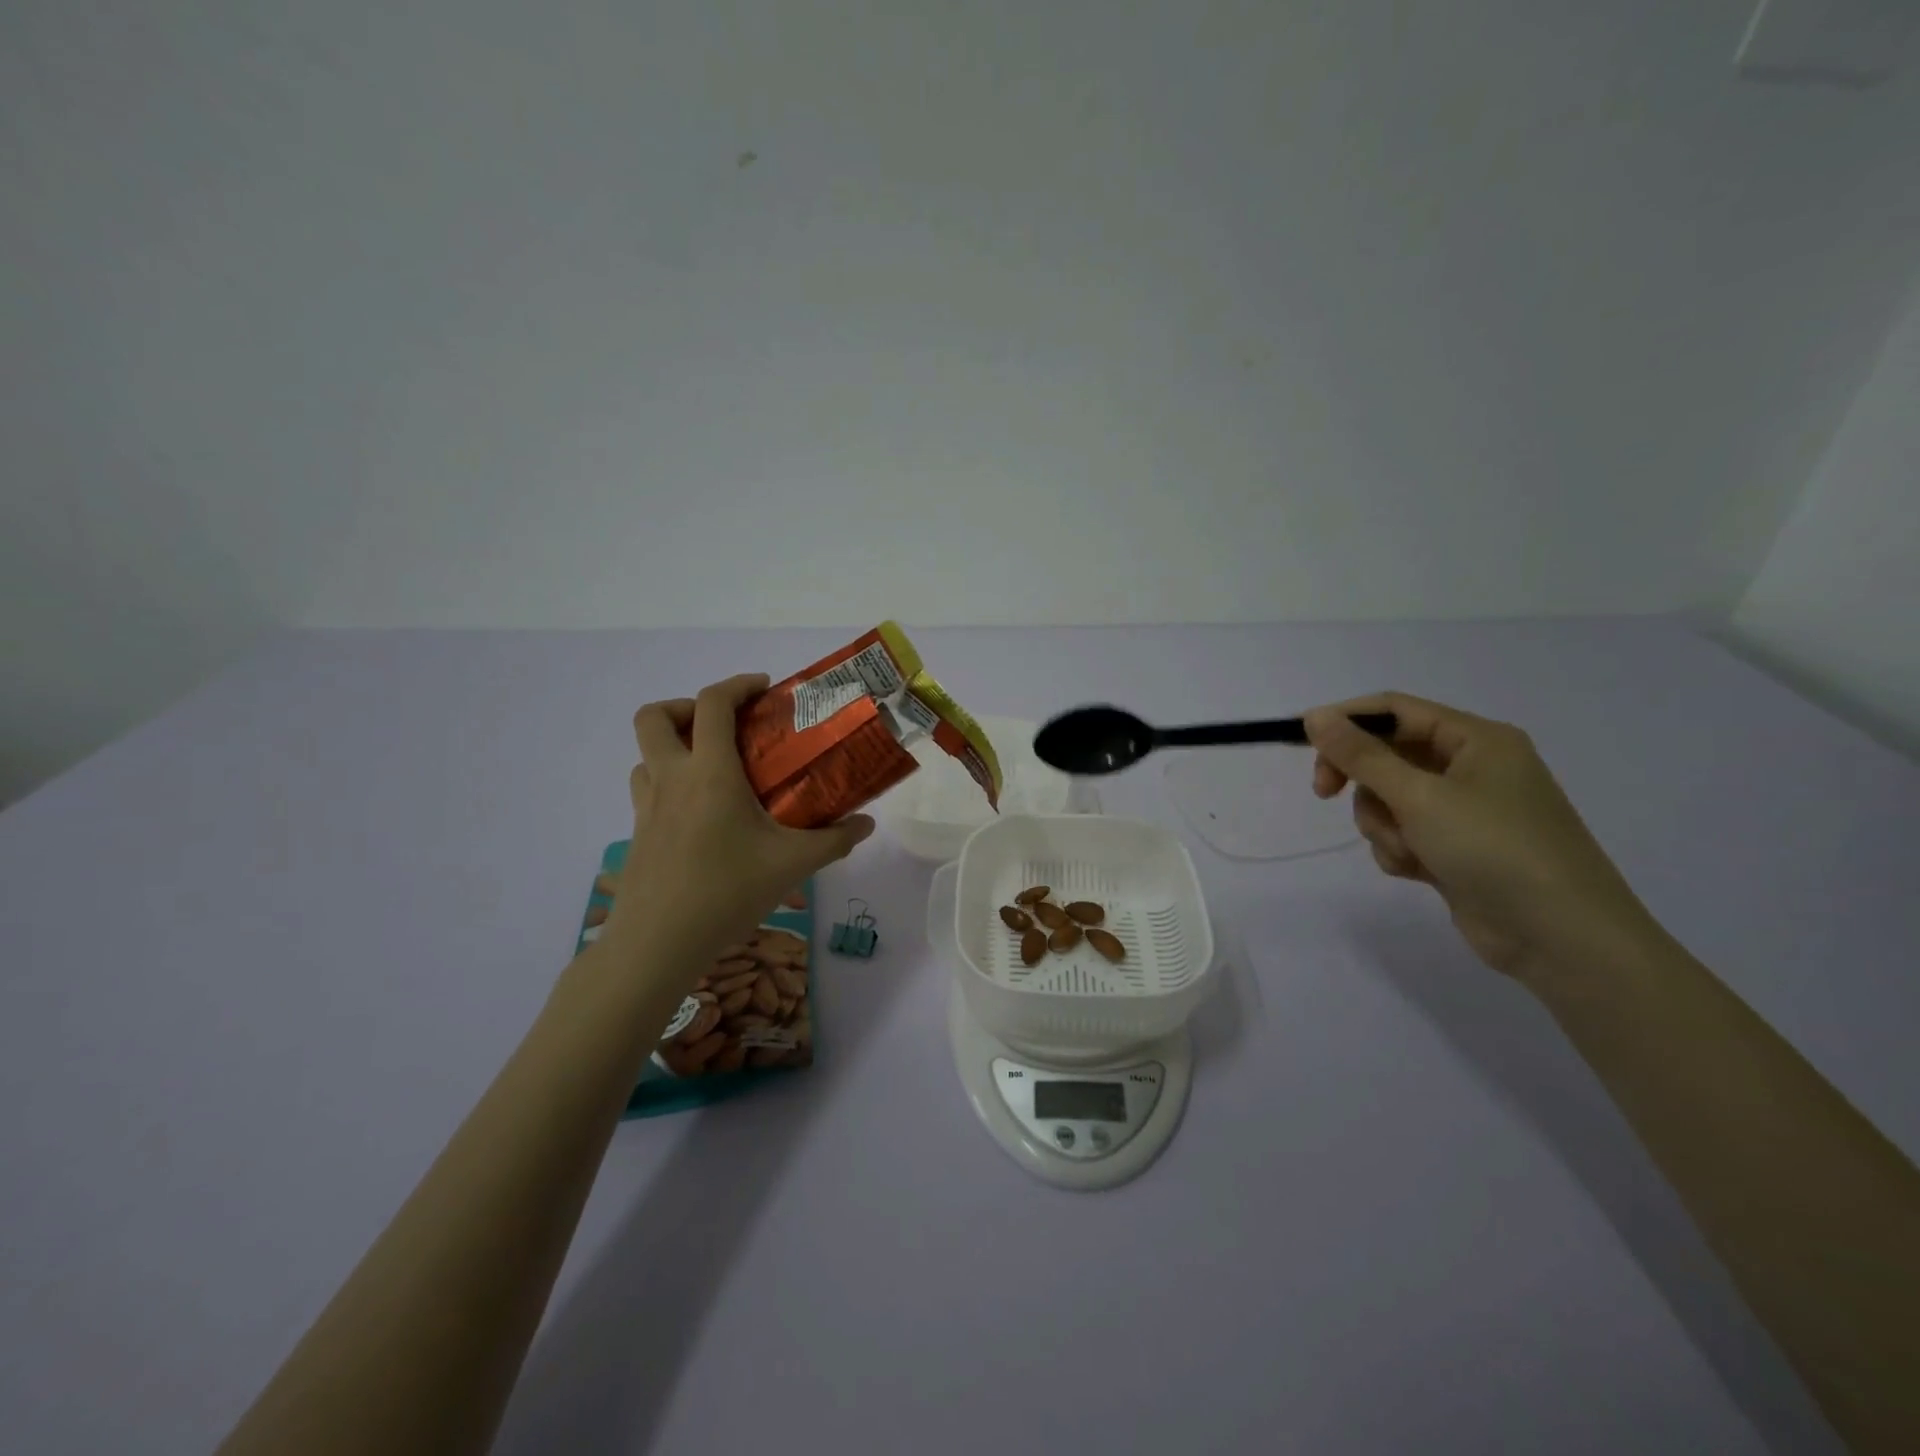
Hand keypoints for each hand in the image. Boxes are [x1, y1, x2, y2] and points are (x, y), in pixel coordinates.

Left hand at [605, 673, 873, 971]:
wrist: (656, 944)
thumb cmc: (726, 892)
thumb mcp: (791, 865)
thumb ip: (834, 839)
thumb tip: (866, 824)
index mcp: (709, 772)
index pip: (712, 704)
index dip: (737, 685)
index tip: (764, 689)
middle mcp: (672, 778)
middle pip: (655, 717)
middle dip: (686, 706)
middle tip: (725, 726)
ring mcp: (647, 807)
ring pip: (646, 754)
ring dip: (675, 745)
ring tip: (713, 767)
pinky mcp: (638, 834)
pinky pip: (648, 788)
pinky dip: (669, 781)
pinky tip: (700, 813)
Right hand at [1306, 693, 1660, 984]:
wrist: (1561, 938)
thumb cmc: (1494, 849)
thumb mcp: (1419, 796)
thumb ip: (1362, 755)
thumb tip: (1314, 716)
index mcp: (1476, 740)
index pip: (1395, 710)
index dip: (1345, 721)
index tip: (1302, 742)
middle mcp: (1472, 767)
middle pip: (1387, 755)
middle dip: (1360, 779)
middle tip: (1324, 793)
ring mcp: (1465, 810)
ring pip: (1388, 799)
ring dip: (1382, 824)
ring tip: (1406, 851)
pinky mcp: (1456, 848)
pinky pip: (1404, 833)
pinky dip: (1399, 850)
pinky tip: (1418, 872)